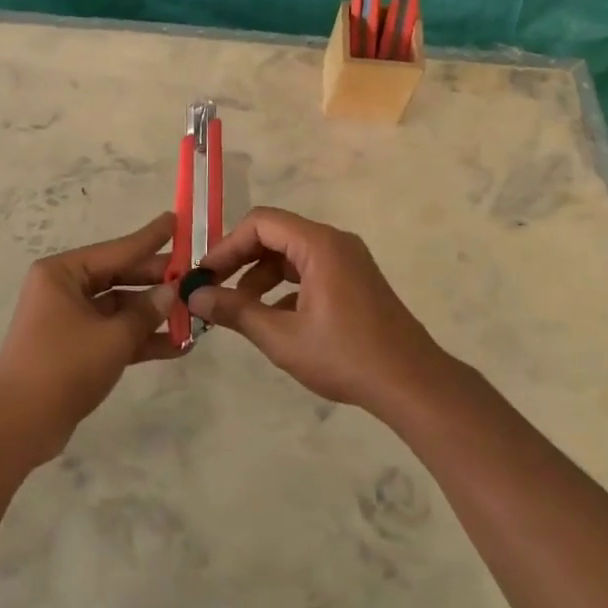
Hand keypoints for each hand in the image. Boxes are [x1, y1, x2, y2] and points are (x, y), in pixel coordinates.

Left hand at [0, 212, 182, 464]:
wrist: (17, 426)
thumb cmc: (63, 366)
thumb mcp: (112, 337)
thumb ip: (146, 312)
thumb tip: (172, 291)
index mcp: (62, 273)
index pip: (117, 250)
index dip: (150, 238)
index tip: (176, 221)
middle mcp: (63, 289)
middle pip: (119, 278)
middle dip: (157, 281)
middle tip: (196, 275)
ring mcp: (68, 320)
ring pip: (119, 309)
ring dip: (153, 315)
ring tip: (196, 314)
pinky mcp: (75, 349)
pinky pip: (113, 334)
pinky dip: (140, 339)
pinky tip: (178, 345)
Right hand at [193, 206, 448, 414]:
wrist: (412, 384)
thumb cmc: (345, 356)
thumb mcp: (282, 337)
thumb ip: (235, 311)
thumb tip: (195, 295)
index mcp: (318, 244)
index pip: (261, 223)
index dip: (227, 245)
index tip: (205, 274)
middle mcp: (334, 242)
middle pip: (275, 234)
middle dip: (241, 259)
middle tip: (214, 288)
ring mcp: (348, 260)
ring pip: (291, 254)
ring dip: (261, 275)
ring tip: (239, 309)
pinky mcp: (354, 280)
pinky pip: (310, 270)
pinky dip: (285, 286)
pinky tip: (272, 318)